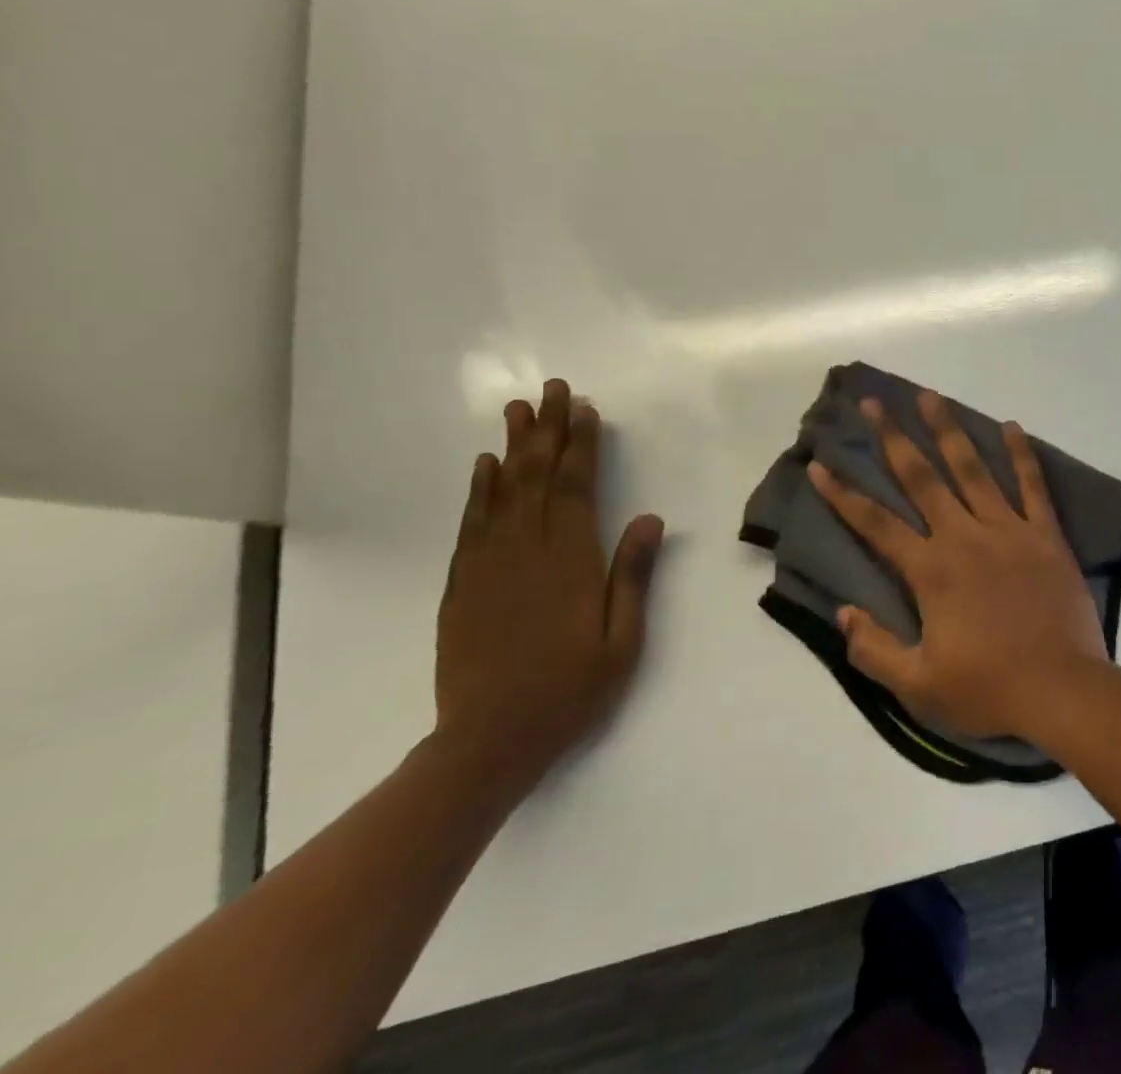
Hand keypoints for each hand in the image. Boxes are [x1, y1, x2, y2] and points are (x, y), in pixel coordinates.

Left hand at [434, 378, 662, 797]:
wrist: (488, 741)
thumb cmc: (569, 691)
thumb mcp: (622, 640)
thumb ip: (633, 575)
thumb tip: (649, 518)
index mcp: (569, 561)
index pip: (577, 487)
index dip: (582, 445)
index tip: (585, 410)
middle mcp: (526, 550)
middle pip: (538, 476)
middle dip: (548, 430)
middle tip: (552, 389)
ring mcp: (488, 564)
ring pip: (501, 491)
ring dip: (512, 447)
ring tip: (518, 409)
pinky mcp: (461, 583)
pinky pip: (471, 523)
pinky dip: (478, 489)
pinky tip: (484, 466)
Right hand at [807, 391, 1109, 742]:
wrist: (1063, 692)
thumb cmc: (988, 690)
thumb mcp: (918, 686)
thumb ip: (873, 648)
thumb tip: (842, 612)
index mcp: (930, 570)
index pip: (875, 524)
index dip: (842, 495)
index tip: (819, 464)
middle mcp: (964, 537)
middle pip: (921, 477)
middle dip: (894, 437)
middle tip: (875, 402)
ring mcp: (1008, 530)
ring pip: (973, 468)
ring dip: (949, 430)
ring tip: (930, 396)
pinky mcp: (1045, 535)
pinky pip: (1032, 486)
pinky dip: (1022, 455)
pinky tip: (1011, 426)